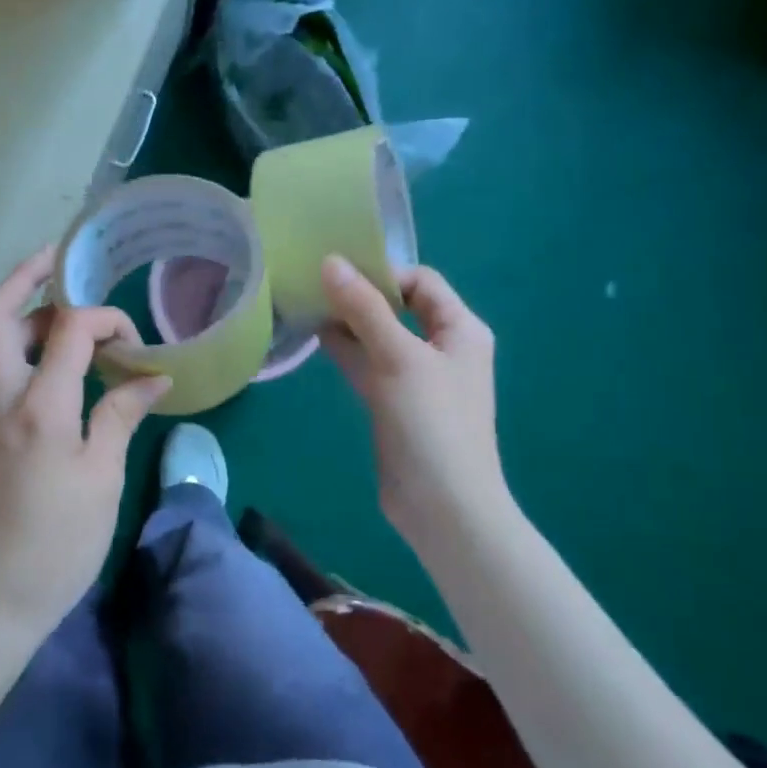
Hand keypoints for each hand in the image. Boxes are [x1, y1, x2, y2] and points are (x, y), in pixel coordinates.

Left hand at [0, 245, 171, 646]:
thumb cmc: (53, 545)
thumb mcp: (101, 481)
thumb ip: (120, 417)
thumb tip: (150, 378)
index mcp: (36, 405)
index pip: (67, 329)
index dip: (105, 318)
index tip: (136, 342)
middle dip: (27, 277)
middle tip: (62, 263)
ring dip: (28, 316)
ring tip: (72, 316)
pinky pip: (0, 373)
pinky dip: (27, 352)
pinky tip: (61, 370)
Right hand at [318, 254, 511, 535]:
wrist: (442, 506)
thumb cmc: (431, 422)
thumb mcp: (398, 357)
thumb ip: (364, 308)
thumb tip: (330, 261)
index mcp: (460, 329)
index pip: (420, 282)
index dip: (382, 274)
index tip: (338, 280)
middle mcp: (443, 347)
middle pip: (397, 307)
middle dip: (358, 297)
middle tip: (313, 290)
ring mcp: (418, 378)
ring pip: (379, 337)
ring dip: (348, 324)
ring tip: (306, 310)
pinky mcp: (396, 404)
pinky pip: (369, 365)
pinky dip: (346, 351)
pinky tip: (316, 342)